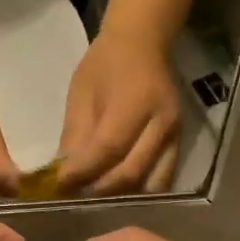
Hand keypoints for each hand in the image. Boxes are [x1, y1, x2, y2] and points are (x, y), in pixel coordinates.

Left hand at [56, 32, 181, 195]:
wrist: (143, 43)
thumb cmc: (105, 65)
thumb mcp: (81, 94)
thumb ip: (75, 135)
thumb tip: (64, 175)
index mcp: (136, 102)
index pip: (109, 148)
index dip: (83, 171)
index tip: (59, 185)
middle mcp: (162, 123)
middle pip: (131, 172)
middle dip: (99, 190)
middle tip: (74, 195)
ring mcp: (175, 136)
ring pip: (151, 184)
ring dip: (121, 196)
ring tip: (94, 197)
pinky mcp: (179, 145)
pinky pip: (162, 180)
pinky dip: (139, 192)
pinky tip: (116, 191)